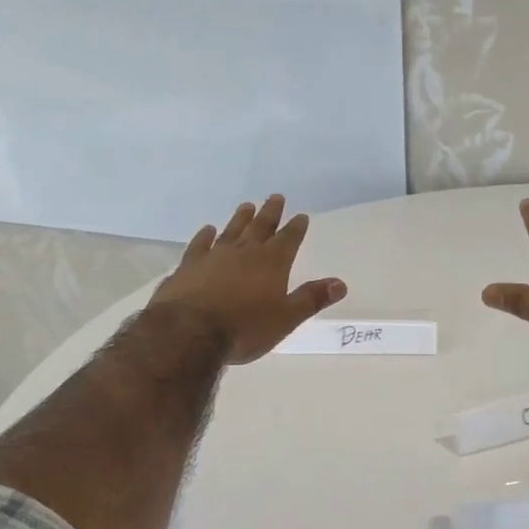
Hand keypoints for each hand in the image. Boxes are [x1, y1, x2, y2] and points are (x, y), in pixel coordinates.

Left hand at [148, 194, 345, 363]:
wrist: (189, 332)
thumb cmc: (245, 328)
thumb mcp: (286, 318)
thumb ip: (312, 299)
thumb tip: (340, 283)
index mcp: (272, 263)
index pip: (288, 239)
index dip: (296, 227)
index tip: (301, 215)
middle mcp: (244, 252)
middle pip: (260, 227)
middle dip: (270, 212)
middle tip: (276, 196)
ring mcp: (213, 256)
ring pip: (231, 231)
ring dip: (240, 218)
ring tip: (246, 206)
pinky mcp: (188, 267)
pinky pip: (199, 245)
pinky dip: (204, 236)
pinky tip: (207, 229)